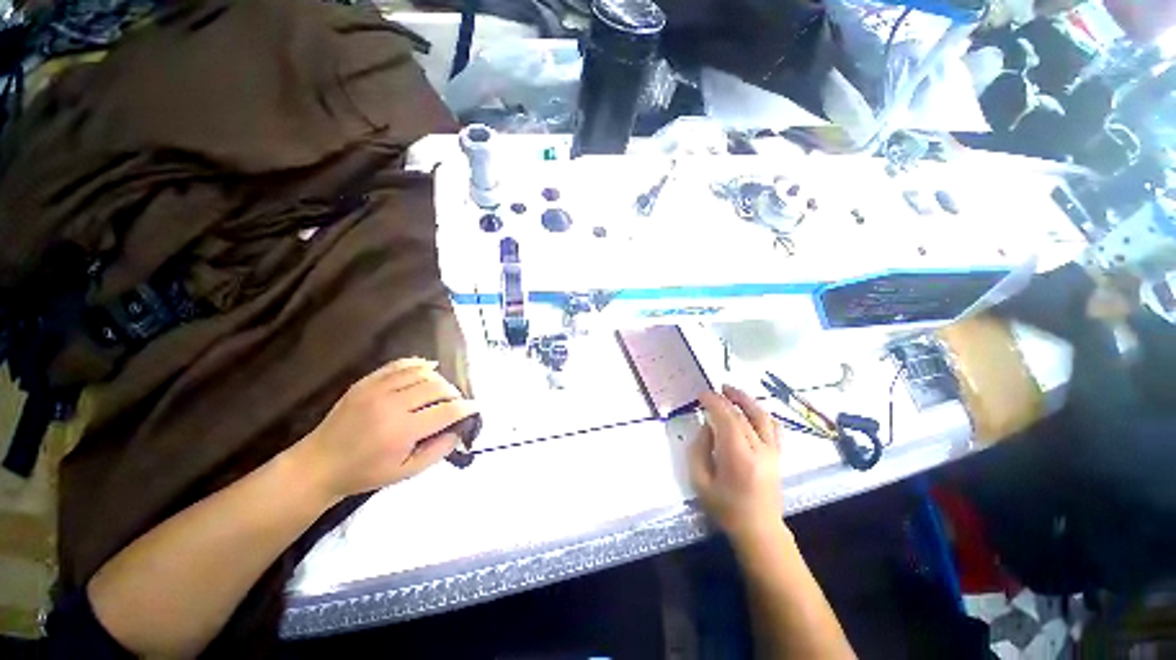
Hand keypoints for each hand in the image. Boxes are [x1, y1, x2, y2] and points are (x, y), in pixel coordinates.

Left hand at [295, 357, 476, 500]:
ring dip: (439, 379)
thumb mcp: (405, 473)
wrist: (319, 464)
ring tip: (442, 390)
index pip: (446, 412)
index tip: (475, 407)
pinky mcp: (366, 382)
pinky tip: (428, 368)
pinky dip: (419, 364)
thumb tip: (458, 431)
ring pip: (422, 373)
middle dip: (454, 393)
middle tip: (457, 402)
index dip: (466, 408)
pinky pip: (400, 365)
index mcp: (402, 431)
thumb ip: (437, 452)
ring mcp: (377, 390)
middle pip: (437, 387)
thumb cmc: (365, 473)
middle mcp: (392, 405)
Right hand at [689, 385, 783, 547]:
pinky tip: (750, 409)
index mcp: (738, 457)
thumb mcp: (700, 481)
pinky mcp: (778, 455)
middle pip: (742, 415)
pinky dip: (762, 413)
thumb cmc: (725, 508)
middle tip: (711, 391)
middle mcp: (759, 450)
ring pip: (762, 416)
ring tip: (730, 390)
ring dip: (745, 400)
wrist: (759, 529)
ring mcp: (773, 452)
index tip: (701, 395)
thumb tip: (707, 426)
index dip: (714, 402)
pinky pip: (773, 427)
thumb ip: (699, 449)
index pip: (727, 419)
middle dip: (725, 399)